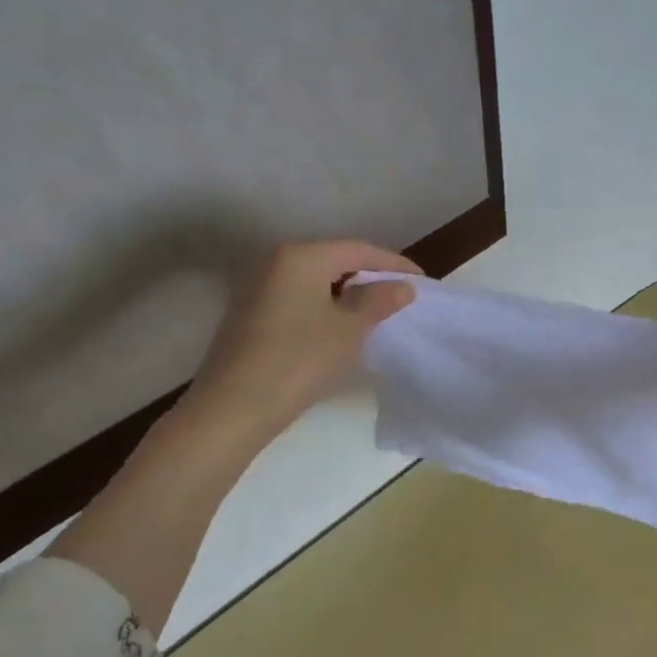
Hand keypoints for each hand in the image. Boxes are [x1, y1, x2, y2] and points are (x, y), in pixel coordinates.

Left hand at [179, 240, 420, 450]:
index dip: (393, 264)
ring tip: (376, 313)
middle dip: (369, 277)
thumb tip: (402, 287)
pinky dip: (325, 307)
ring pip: (315, 281)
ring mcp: (258, 288)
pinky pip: (299, 299)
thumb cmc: (299, 360)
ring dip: (347, 293)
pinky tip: (340, 328)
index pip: (358, 250)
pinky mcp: (250, 314)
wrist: (234, 407)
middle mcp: (275, 262)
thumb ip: (378, 301)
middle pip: (334, 260)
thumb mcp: (349, 330)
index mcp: (301, 256)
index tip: (421, 282)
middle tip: (400, 296)